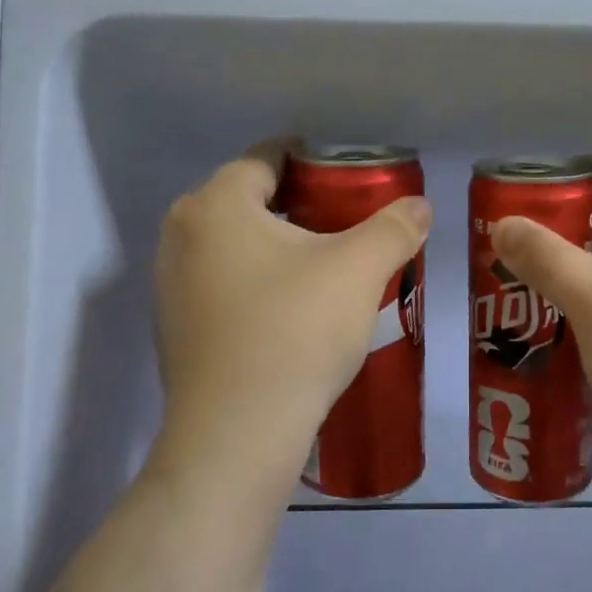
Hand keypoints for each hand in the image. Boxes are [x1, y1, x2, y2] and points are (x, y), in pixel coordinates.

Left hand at [153, 141, 431, 486]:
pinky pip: (224, 284)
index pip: (265, 157)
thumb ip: (394, 228)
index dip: (312, 158)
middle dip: (299, 203)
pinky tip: (294, 309)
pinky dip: (258, 282)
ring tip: (328, 265)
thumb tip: (420, 205)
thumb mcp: (358, 270)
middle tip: (348, 222)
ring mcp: (171, 285)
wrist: (238, 434)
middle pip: (248, 200)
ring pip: (235, 245)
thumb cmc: (296, 331)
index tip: (350, 175)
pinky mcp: (177, 328)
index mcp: (215, 205)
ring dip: (278, 246)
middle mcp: (180, 235)